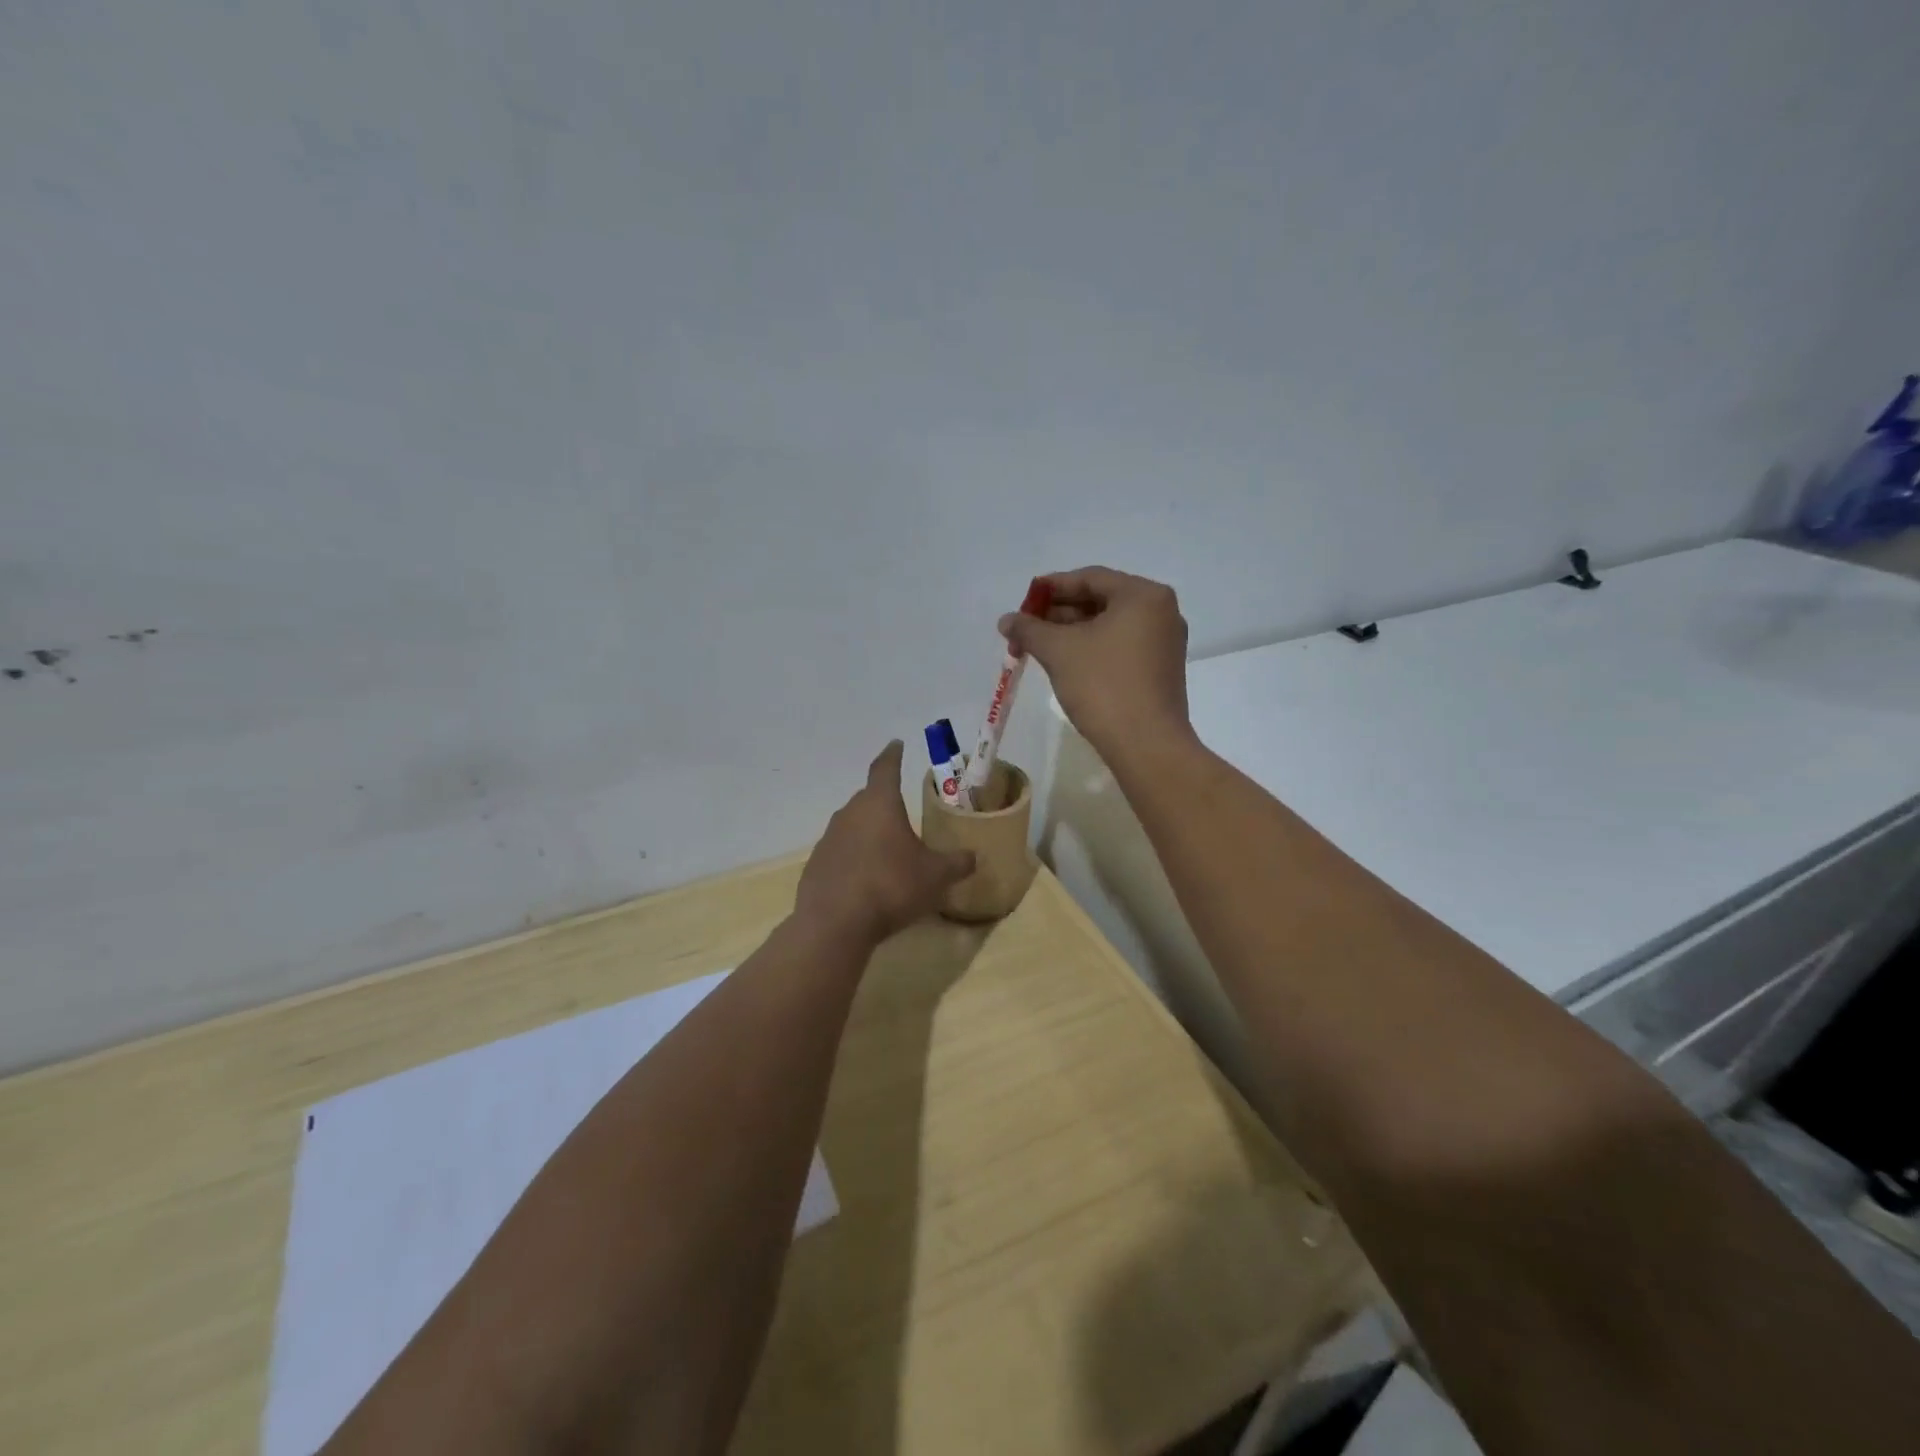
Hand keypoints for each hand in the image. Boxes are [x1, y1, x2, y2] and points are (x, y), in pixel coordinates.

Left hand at [795, 741, 975, 945]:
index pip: (886, 768)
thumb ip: (956, 863)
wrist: (835, 923)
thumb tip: (974, 856)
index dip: (893, 755)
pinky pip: (840, 852)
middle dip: (885, 801)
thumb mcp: (935, 876)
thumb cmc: (891, 886)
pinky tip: (865, 879)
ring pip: (853, 825)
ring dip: (869, 832)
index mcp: (880, 804)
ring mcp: (828, 839)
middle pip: (869, 798)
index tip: (896, 744)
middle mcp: (850, 813)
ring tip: (886, 850)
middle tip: (902, 811)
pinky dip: (854, 858)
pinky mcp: (816, 865)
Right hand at [998, 566, 1191, 760]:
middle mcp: (1161, 612)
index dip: (1051, 587)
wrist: (1146, 745)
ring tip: (1038, 646)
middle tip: (1026, 627)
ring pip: (1109, 626)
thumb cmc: (1103, 686)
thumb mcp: (1059, 651)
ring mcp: (1164, 643)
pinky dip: (1092, 648)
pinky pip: (1120, 646)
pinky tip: (1065, 663)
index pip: (1090, 578)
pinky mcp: (1160, 670)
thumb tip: (1006, 620)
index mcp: (1143, 595)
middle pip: (1101, 600)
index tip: (1023, 601)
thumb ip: (1029, 629)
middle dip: (1059, 613)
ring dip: (1072, 632)